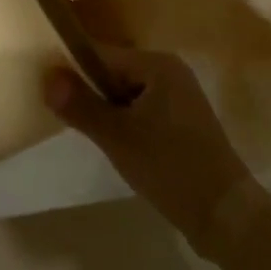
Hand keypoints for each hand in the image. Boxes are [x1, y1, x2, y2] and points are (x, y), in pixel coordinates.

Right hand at [44, 44, 255, 250]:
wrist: (224, 214)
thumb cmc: (169, 166)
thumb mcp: (117, 137)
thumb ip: (80, 105)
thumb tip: (47, 74)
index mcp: (158, 64)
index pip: (103, 55)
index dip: (74, 70)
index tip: (49, 90)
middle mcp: (171, 71)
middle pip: (115, 73)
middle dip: (92, 93)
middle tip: (68, 119)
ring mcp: (180, 97)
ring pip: (128, 94)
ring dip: (108, 111)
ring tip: (91, 135)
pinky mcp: (183, 122)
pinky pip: (143, 110)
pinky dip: (126, 123)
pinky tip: (117, 146)